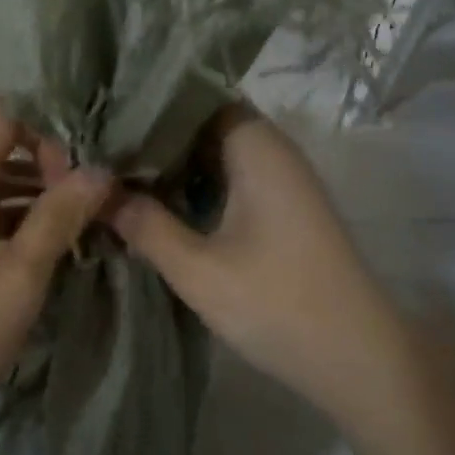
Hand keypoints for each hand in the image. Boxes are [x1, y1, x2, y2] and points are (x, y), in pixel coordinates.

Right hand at [109, 105, 399, 402]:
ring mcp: (281, 181)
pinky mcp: (283, 209)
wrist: (357, 359)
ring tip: (118, 174)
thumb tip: (98, 191)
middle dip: (155, 137)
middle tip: (101, 149)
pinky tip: (159, 205)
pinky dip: (196, 186)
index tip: (106, 116)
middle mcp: (273, 151)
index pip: (197, 96)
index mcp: (256, 147)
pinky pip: (231, 179)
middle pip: (205, 123)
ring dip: (174, 164)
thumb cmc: (277, 305)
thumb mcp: (198, 269)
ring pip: (216, 154)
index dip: (151, 104)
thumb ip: (145, 225)